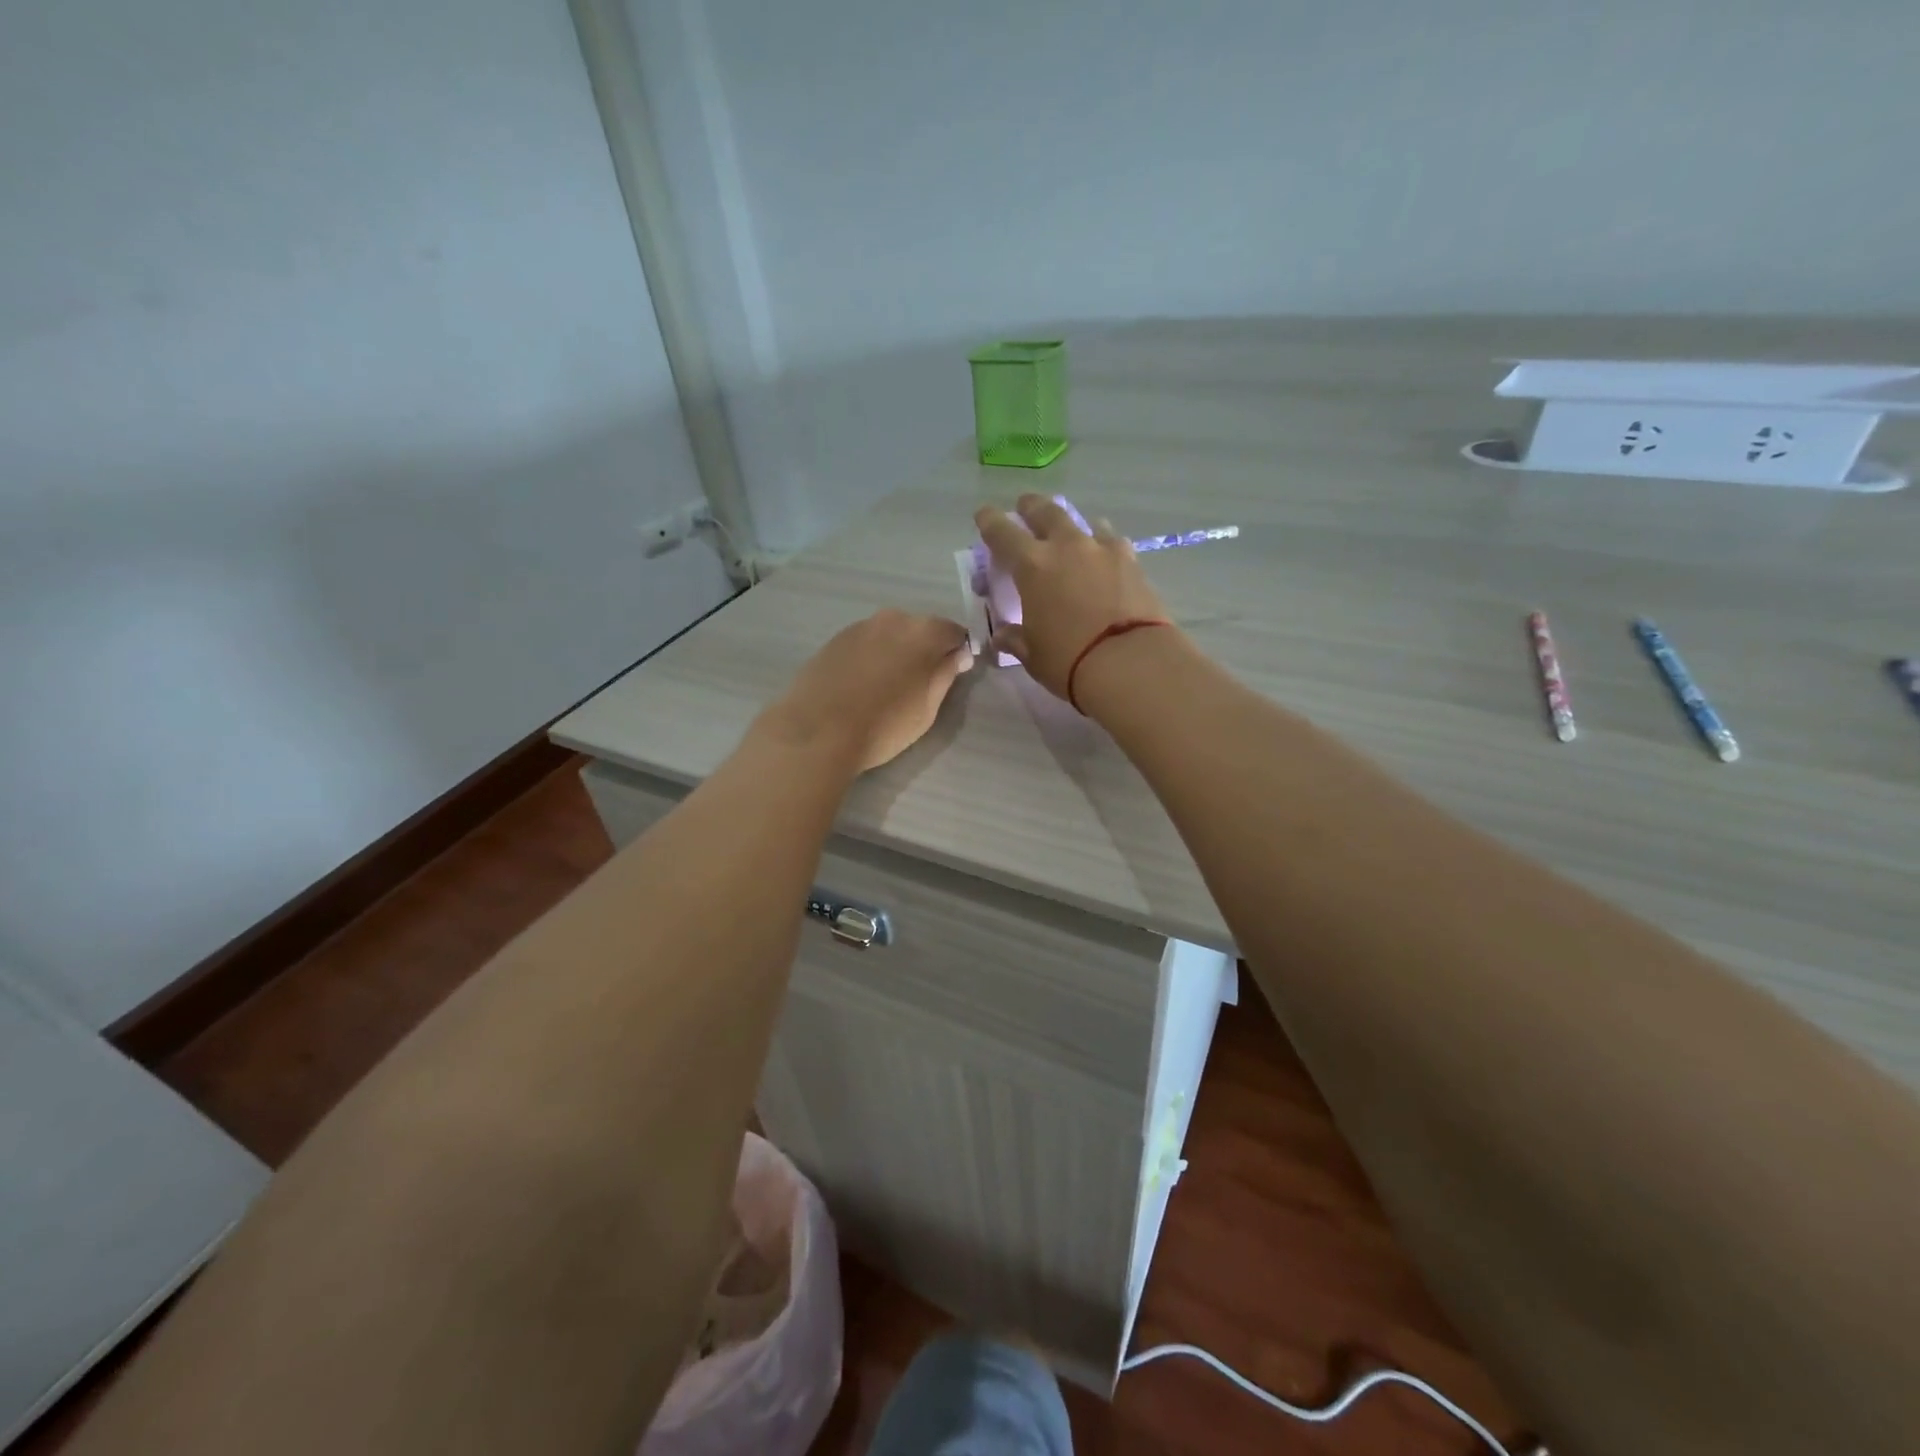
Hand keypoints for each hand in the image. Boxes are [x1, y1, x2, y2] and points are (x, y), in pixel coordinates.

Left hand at [763, 610, 971, 771]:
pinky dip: (870, 657)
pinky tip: (862, 685)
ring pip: (889, 635)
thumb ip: (946, 674)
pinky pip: (864, 644)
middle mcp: (892, 619)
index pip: (954, 632)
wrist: (817, 732)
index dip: (958, 652)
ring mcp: (859, 627)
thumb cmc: (884, 725)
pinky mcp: (833, 640)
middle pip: (919, 629)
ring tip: (888, 687)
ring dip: (895, 652)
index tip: (954, 673)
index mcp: (922, 632)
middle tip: (920, 684)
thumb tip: (959, 655)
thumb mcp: (927, 707)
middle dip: (925, 650)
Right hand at [974, 495, 1169, 700]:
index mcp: (1032, 566)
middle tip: (1025, 506)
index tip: (984, 514)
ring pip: (1083, 523)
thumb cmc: (1070, 660)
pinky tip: (1105, 555)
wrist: (1131, 662)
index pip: (1002, 533)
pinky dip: (1103, 543)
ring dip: (1071, 524)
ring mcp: (1102, 550)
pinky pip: (1112, 542)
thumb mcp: (1033, 654)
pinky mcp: (1132, 562)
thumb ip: (1016, 639)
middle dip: (1031, 507)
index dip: (990, 521)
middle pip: (1045, 512)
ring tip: (1070, 532)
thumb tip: (1002, 635)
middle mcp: (1066, 547)